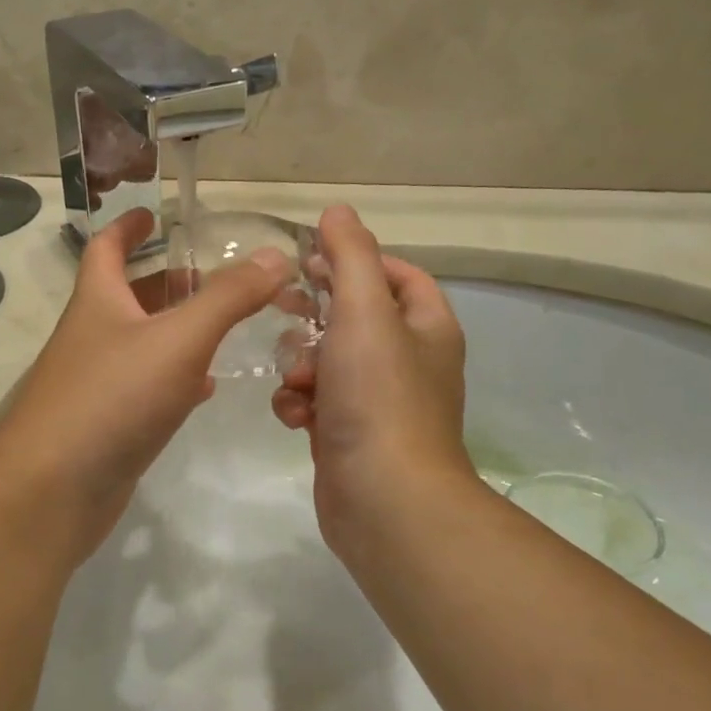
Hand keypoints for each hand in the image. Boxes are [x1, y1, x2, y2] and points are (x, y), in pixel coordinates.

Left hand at [0, 208, 286, 561]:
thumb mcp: (178, 339)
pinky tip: (204, 387)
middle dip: (166, 281)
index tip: (153, 213)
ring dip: (175, 329)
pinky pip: (145, 388)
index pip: (107, 248)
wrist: (52, 491)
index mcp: (98, 302)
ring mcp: (96, 383)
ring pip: (141, 343)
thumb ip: (228, 297)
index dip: (128, 227)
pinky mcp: (107, 425)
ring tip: (222, 323)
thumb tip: (276, 255)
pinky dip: (175, 378)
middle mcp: (92, 336)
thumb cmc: (112, 398)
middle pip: (128, 296)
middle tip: (213, 276)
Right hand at [273, 206, 475, 559]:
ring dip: (302, 364)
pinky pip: (316, 402)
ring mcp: (377, 402)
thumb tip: (337, 212)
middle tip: (283, 309)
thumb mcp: (364, 311)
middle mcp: (408, 362)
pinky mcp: (348, 434)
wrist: (384, 499)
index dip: (356, 261)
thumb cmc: (378, 395)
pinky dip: (300, 403)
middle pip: (354, 317)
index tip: (312, 262)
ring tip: (296, 380)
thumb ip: (350, 256)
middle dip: (315, 315)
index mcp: (426, 327)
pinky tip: (294, 416)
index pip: (397, 274)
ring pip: (327, 361)